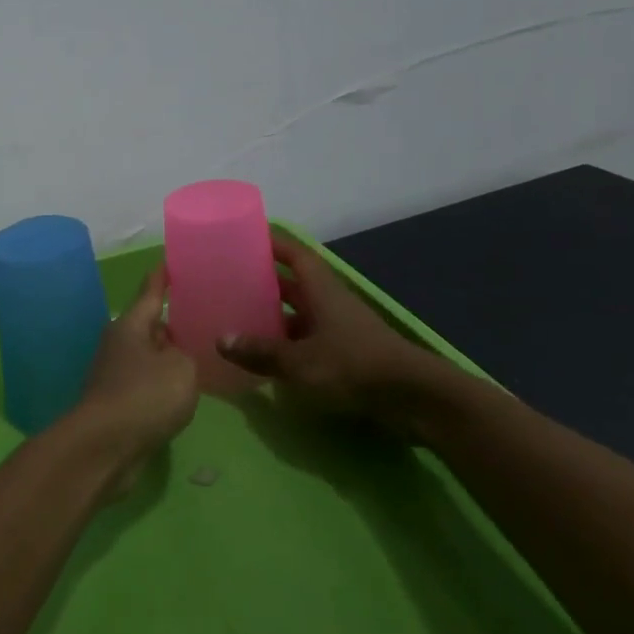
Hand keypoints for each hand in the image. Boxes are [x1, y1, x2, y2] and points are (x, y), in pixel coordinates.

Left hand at [67, 266, 198, 492]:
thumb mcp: (181, 368)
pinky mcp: (115, 404)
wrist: (104, 448)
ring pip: (147, 357)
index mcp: (130, 326)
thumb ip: (186, 354)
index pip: (150, 293)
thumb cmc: (144, 396)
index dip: (162, 278)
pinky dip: (161, 385)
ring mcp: (113, 376)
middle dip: (170, 322)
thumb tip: (175, 354)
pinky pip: (145, 385)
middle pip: (148, 326)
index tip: (168, 261)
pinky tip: (182, 392)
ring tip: (198, 355)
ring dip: (167, 357)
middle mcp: (118, 345)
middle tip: (200, 317)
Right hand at [216, 229, 461, 414]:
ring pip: (301, 313)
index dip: (271, 242)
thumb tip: (221, 340)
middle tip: (230, 282)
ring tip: (240, 319)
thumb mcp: (299, 361)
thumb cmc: (353, 366)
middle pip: (294, 283)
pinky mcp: (347, 353)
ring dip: (275, 315)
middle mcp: (330, 302)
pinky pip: (309, 339)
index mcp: (321, 290)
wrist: (412, 397)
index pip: (294, 254)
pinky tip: (267, 355)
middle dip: (265, 280)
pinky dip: (288, 343)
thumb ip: (260, 351)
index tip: (244, 237)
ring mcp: (341, 328)